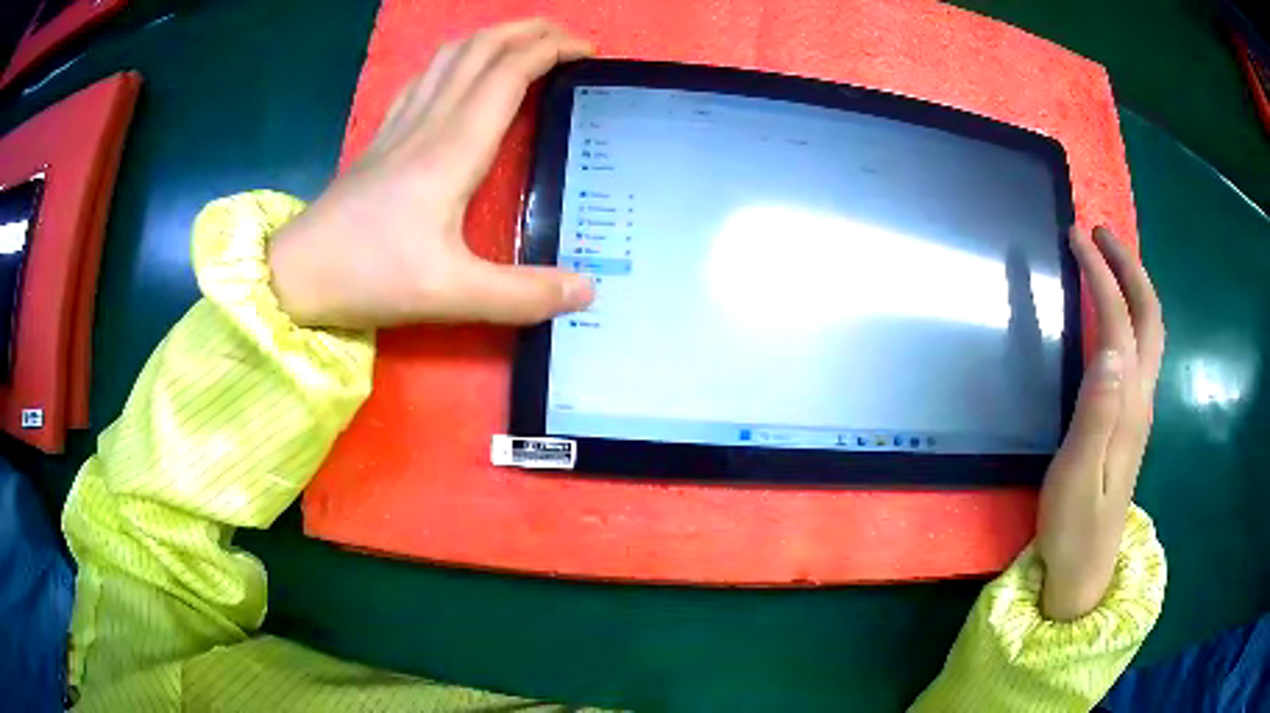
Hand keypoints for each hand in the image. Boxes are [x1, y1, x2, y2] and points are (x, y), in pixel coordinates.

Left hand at [267, 19, 595, 328]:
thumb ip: (521, 294)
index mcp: (453, 149)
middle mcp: (429, 123)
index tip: (589, 51)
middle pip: (481, 50)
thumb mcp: (451, 294)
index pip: (509, 73)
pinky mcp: (381, 139)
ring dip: (492, 38)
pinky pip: (423, 79)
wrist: (296, 275)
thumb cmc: (368, 276)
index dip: (551, 50)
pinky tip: (459, 71)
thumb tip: (588, 290)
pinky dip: (453, 61)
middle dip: (529, 31)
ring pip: (450, 58)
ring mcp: (400, 126)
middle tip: (567, 37)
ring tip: (523, 42)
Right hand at [1036, 226, 1164, 620]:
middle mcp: (1141, 397)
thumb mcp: (1077, 476)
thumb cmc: (1075, 526)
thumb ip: (1096, 414)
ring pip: (1149, 332)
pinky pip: (1139, 350)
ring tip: (1106, 258)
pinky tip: (1112, 314)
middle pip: (1149, 318)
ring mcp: (1139, 408)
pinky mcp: (1130, 419)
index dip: (1101, 275)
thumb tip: (1109, 351)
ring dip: (1132, 285)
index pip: (1121, 323)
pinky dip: (1129, 314)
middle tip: (1100, 233)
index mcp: (1128, 406)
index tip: (1077, 237)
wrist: (1085, 569)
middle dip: (1129, 266)